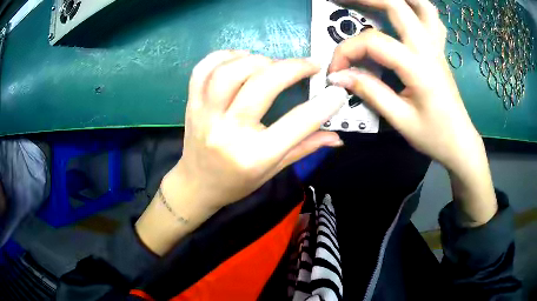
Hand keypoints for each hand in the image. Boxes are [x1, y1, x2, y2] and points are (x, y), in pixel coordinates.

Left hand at [136, 50, 345, 254]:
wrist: (197, 185)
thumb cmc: (237, 182)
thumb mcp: (273, 171)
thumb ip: (305, 148)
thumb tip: (336, 136)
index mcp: (254, 156)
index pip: (297, 123)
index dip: (323, 104)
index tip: (337, 90)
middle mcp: (228, 132)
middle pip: (261, 85)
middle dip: (292, 68)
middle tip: (309, 65)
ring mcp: (205, 115)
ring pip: (229, 72)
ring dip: (257, 60)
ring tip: (272, 64)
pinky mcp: (192, 105)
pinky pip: (202, 70)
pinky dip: (223, 56)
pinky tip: (240, 59)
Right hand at [327, 0, 496, 225]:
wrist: (460, 142)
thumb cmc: (433, 136)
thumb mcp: (400, 120)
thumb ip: (370, 92)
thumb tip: (339, 76)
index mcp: (418, 67)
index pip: (373, 43)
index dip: (347, 51)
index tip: (335, 71)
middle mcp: (428, 48)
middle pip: (397, 6)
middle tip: (341, 0)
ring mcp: (437, 46)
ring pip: (421, 6)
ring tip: (375, 1)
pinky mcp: (439, 49)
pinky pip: (432, 18)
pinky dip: (417, 7)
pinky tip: (406, 10)